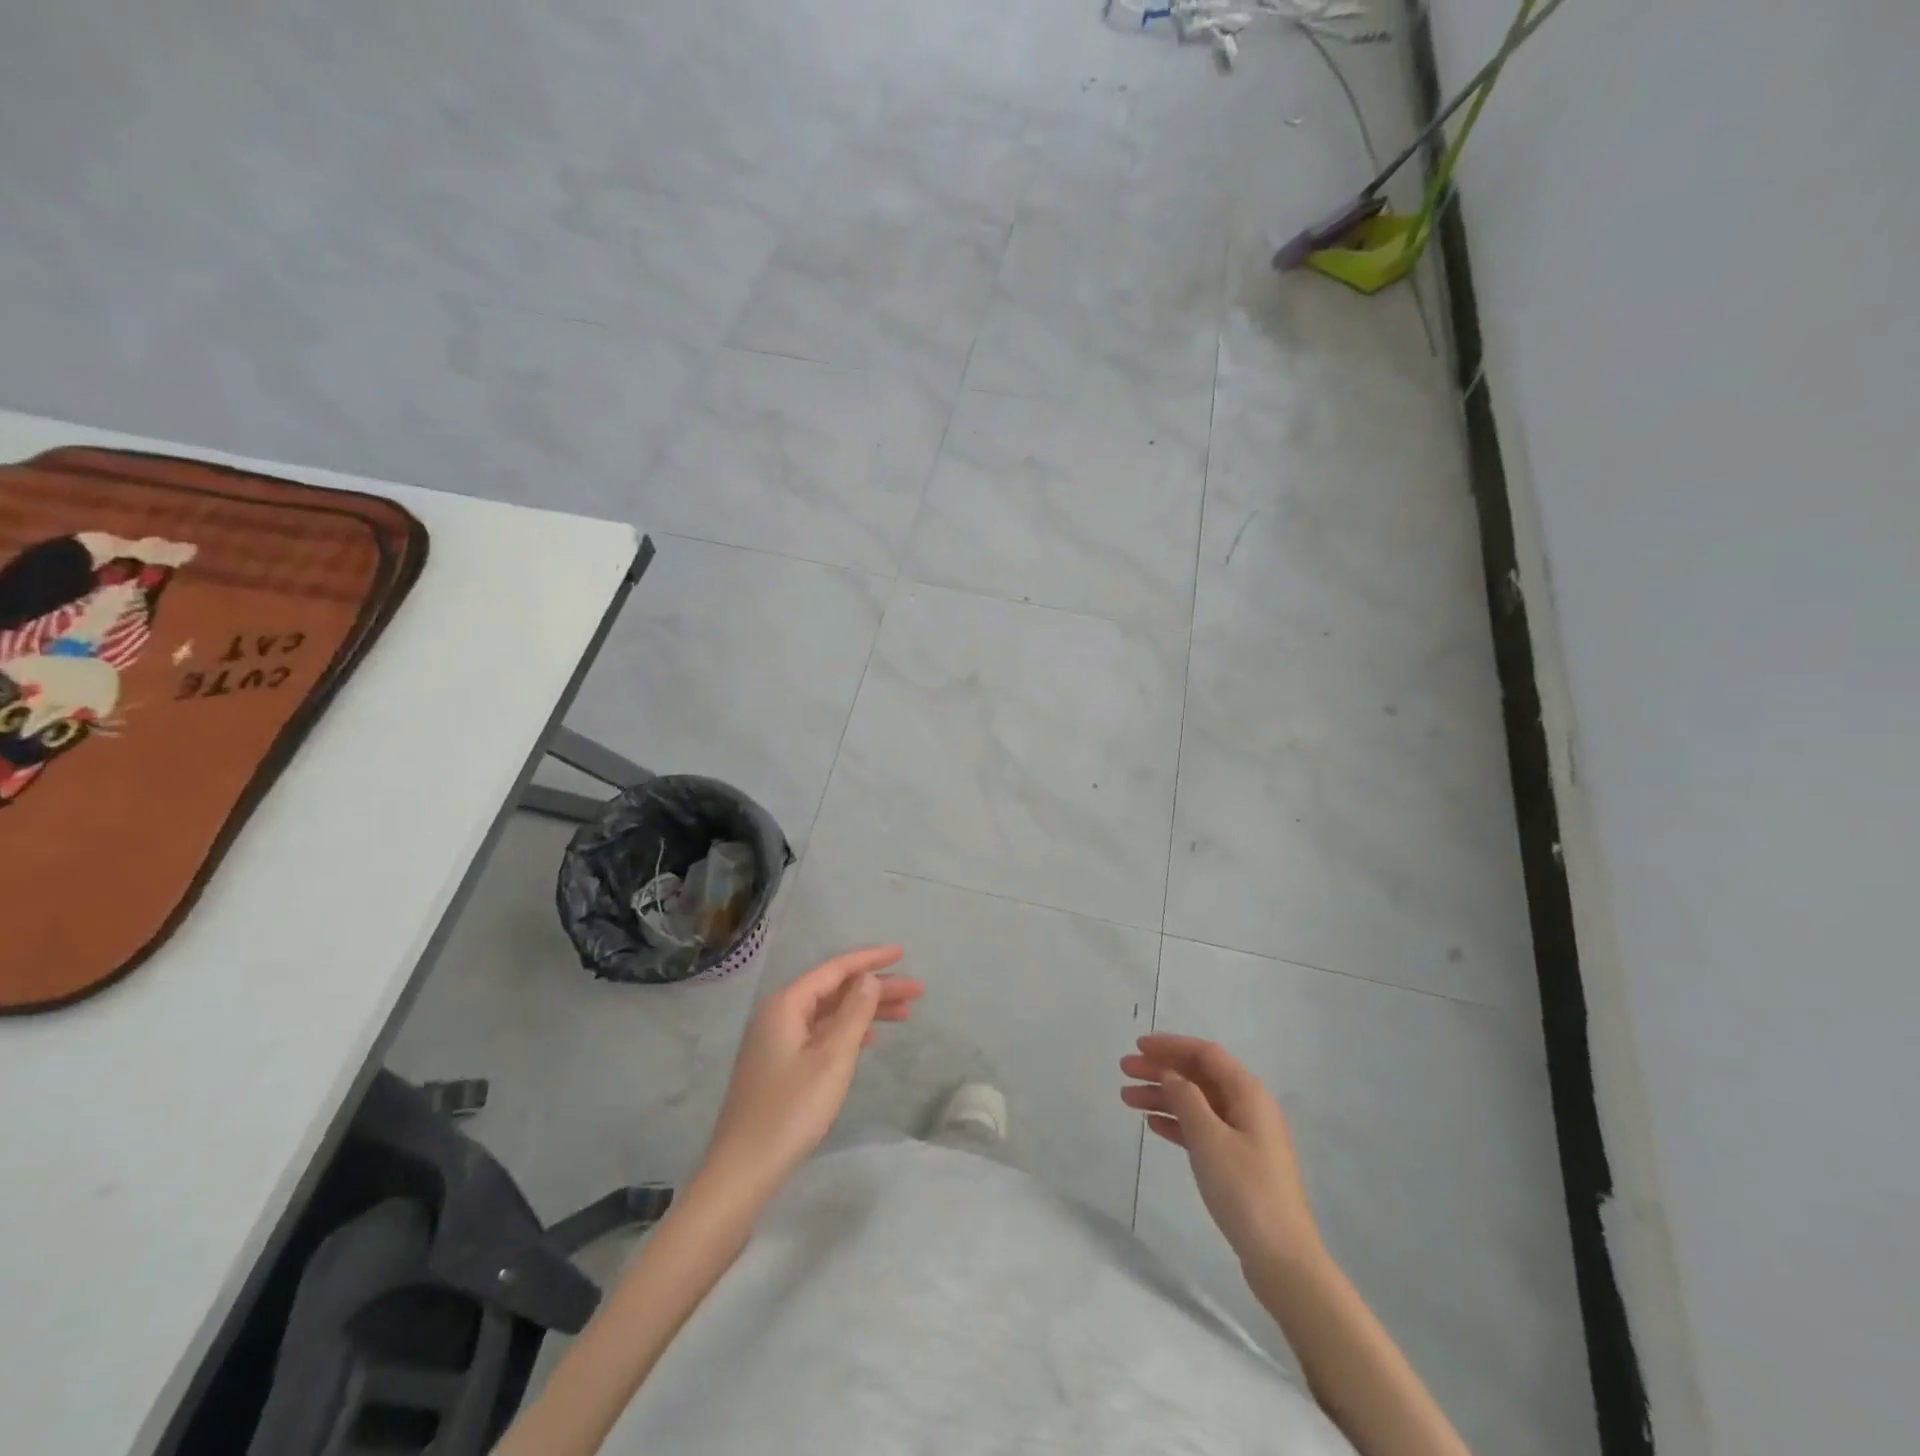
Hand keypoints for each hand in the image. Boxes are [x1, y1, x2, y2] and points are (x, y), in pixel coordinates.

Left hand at [698, 945, 922, 1208]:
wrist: (744, 1169)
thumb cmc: (791, 1109)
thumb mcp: (832, 1057)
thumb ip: (854, 1012)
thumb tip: (868, 978)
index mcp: (786, 1004)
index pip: (835, 969)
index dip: (870, 960)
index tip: (902, 954)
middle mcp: (778, 1015)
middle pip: (834, 990)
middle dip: (875, 988)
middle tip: (916, 992)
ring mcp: (776, 1041)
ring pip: (829, 1013)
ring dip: (865, 1011)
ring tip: (905, 1014)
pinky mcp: (779, 1066)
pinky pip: (820, 1033)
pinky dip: (848, 1031)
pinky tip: (869, 1038)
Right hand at [1120, 1034, 1322, 1271]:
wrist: (1282, 1259)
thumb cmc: (1246, 1190)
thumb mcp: (1210, 1139)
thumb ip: (1186, 1098)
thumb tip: (1170, 1072)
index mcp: (1248, 1093)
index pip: (1205, 1054)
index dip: (1171, 1045)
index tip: (1138, 1046)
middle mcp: (1248, 1107)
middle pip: (1199, 1076)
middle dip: (1161, 1069)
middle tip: (1124, 1070)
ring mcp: (1244, 1135)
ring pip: (1197, 1103)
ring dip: (1163, 1096)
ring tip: (1127, 1098)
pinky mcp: (1238, 1162)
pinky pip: (1201, 1128)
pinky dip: (1177, 1122)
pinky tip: (1153, 1125)